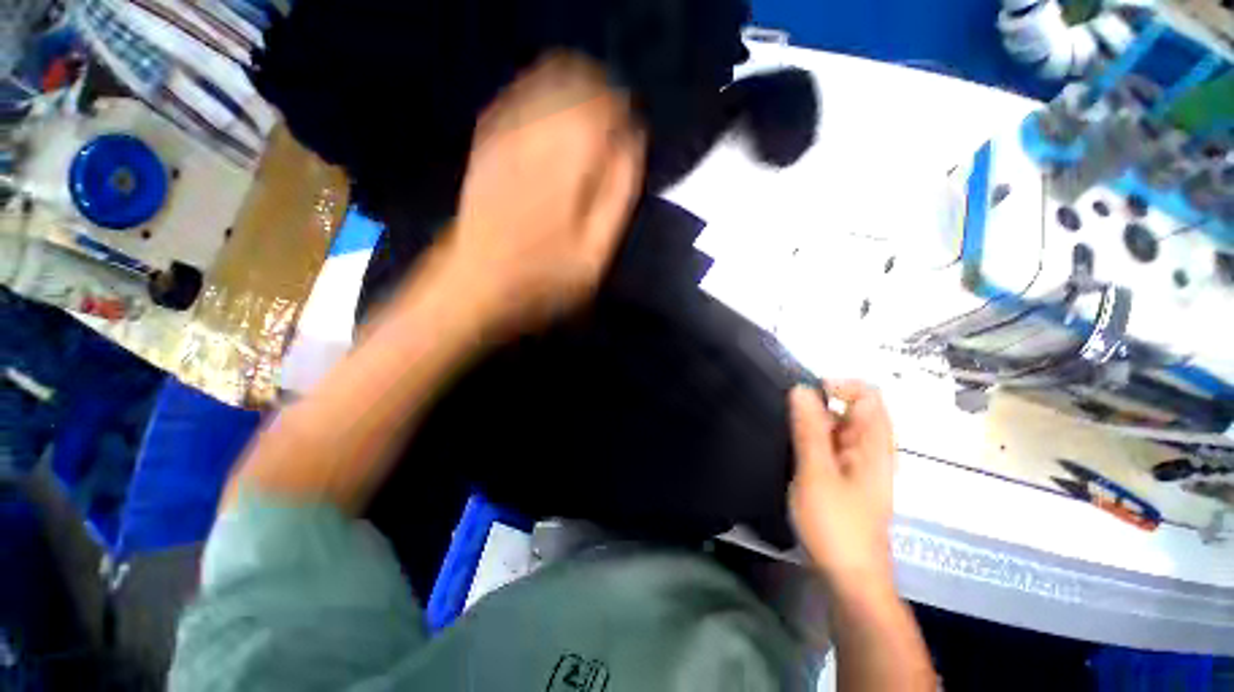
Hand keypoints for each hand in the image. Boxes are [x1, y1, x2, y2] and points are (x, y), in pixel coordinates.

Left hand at [440, 52, 644, 335]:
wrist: (473, 287)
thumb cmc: (543, 280)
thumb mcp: (596, 252)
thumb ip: (619, 194)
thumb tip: (635, 141)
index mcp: (569, 156)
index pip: (607, 102)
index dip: (625, 109)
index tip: (633, 128)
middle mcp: (535, 129)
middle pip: (574, 78)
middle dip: (601, 91)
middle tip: (613, 118)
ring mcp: (503, 134)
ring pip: (544, 80)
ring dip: (573, 87)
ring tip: (589, 112)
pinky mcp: (484, 145)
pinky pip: (516, 99)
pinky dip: (539, 95)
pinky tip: (550, 115)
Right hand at [788, 381, 895, 591]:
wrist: (849, 576)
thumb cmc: (835, 524)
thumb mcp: (816, 472)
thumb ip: (809, 428)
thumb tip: (801, 389)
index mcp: (874, 444)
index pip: (868, 394)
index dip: (838, 385)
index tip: (804, 394)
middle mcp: (872, 449)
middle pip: (852, 408)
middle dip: (820, 404)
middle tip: (788, 417)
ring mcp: (859, 464)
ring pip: (839, 427)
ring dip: (814, 422)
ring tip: (786, 432)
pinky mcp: (846, 477)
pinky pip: (832, 445)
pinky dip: (814, 439)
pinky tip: (794, 449)